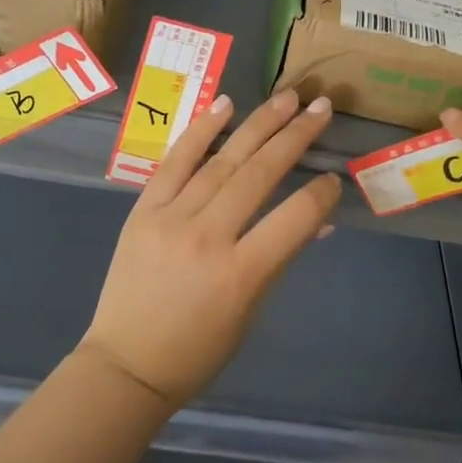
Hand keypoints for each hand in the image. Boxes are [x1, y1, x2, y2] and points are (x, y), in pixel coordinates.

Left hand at [81, 88, 342, 409]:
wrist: (126, 364)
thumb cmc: (198, 351)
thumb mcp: (250, 312)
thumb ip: (282, 260)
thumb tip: (317, 222)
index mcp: (241, 274)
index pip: (293, 218)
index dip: (320, 193)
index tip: (334, 176)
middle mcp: (207, 237)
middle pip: (259, 175)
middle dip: (295, 137)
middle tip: (321, 108)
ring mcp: (170, 219)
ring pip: (222, 161)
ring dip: (258, 124)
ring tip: (287, 98)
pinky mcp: (143, 210)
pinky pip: (175, 162)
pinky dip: (201, 131)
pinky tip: (226, 105)